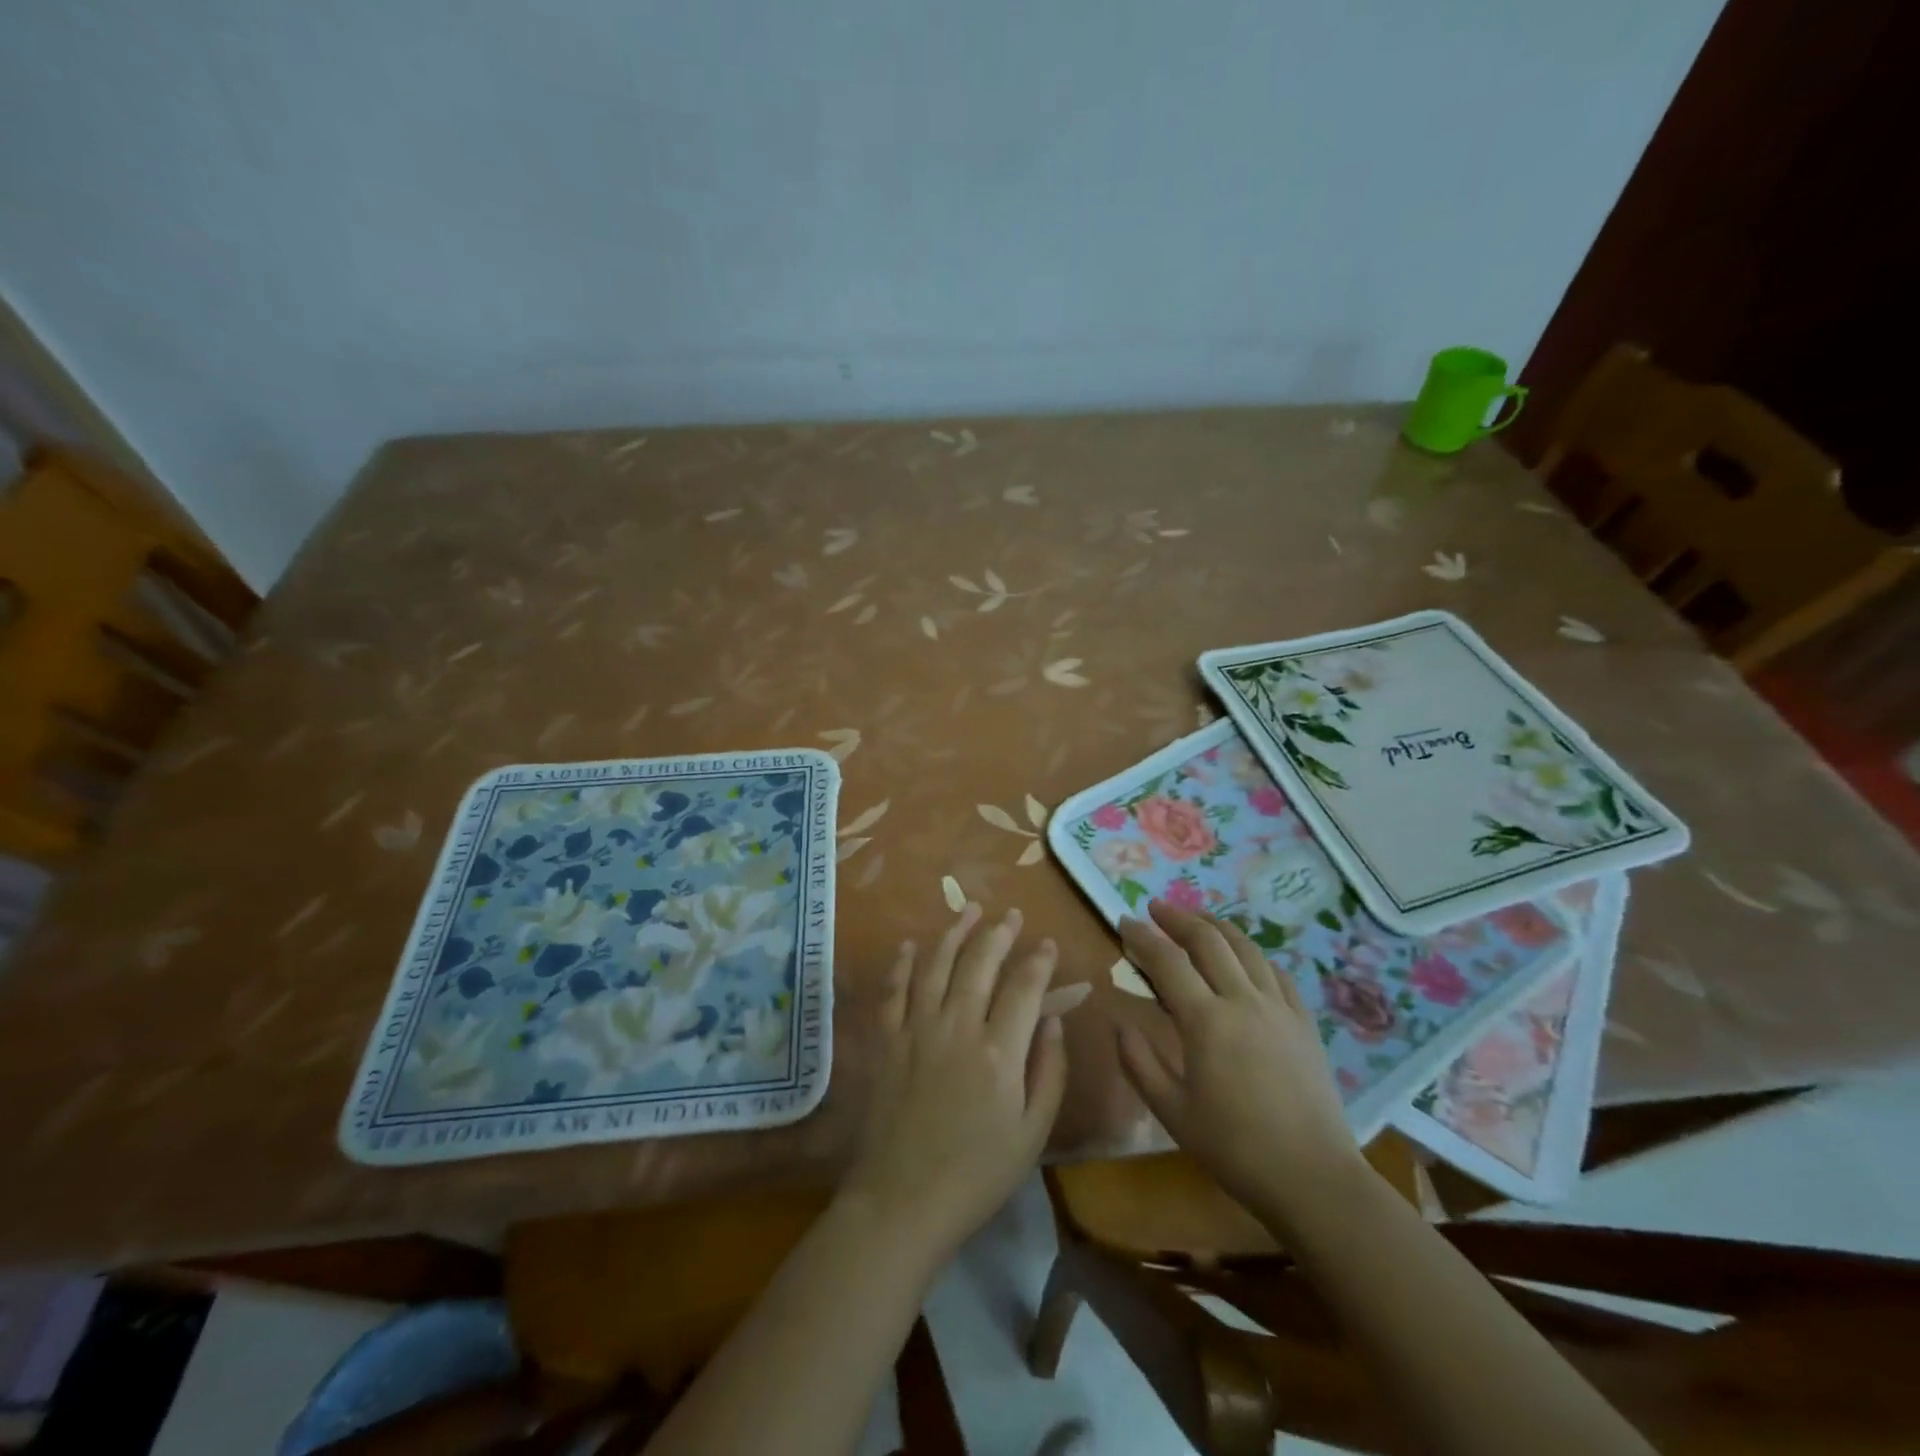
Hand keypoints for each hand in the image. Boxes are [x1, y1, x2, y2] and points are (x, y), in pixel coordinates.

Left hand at [841, 904, 1069, 1262]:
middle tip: (1010, 914)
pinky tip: (912, 944)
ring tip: (970, 910)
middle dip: (999, 933)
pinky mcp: (886, 1041)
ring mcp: (916, 1029)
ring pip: (937, 965)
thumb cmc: (976, 1175)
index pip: (1024, 988)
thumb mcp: (1032, 1134)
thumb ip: (1049, 1071)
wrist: (902, 1202)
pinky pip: (894, 990)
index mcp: (999, 1051)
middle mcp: (957, 1026)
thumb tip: (1054, 1020)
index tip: (1048, 943)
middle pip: (980, 963)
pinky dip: (903, 963)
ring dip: (955, 933)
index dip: (1039, 961)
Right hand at [1115, 900, 1362, 1230]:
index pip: (1167, 961)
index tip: (1123, 922)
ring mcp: (1279, 1008)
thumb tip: (1120, 1022)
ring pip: (1246, 948)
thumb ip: (1139, 1062)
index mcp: (1206, 1021)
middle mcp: (1243, 1000)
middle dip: (1178, 917)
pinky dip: (1254, 955)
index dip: (1142, 936)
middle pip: (1208, 941)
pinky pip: (1277, 973)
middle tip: (1156, 908)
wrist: (1313, 1177)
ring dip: (1217, 926)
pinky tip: (1247, 957)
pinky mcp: (1304, 1022)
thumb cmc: (1235, 1147)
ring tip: (1198, 919)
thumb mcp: (1172, 1112)